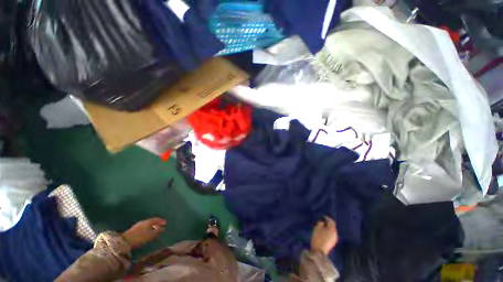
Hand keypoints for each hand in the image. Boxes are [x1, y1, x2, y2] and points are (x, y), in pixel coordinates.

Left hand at [122, 218, 166, 248]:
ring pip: (147, 225)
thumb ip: (158, 231)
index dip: (161, 221)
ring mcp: (138, 225)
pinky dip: (147, 229)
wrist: (125, 241)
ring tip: (155, 230)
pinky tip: (148, 232)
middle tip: (161, 226)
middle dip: (157, 223)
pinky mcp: (133, 230)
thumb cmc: (140, 237)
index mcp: (148, 221)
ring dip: (152, 227)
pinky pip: (143, 228)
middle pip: (152, 221)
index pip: (156, 219)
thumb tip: (163, 228)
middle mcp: (143, 222)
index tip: (166, 223)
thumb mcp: (151, 235)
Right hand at [311, 216, 338, 255]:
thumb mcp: (317, 228)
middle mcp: (335, 233)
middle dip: (328, 223)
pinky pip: (331, 234)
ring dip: (328, 228)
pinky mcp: (333, 243)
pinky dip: (328, 232)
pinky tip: (324, 232)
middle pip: (332, 226)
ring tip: (322, 227)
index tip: (322, 216)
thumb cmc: (318, 238)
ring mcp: (335, 239)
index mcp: (332, 229)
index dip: (327, 218)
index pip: (331, 221)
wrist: (319, 251)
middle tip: (322, 221)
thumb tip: (322, 222)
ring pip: (332, 231)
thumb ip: (320, 223)